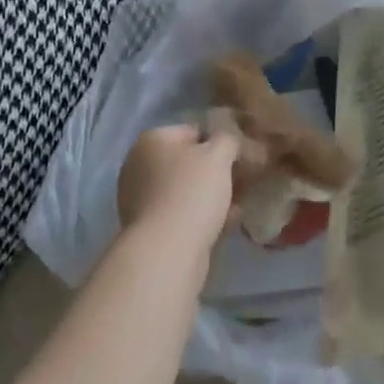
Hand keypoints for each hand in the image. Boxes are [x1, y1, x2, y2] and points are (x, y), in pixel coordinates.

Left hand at [116, 120, 239, 244]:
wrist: (166, 252)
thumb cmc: (191, 192)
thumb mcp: (218, 155)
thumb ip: (228, 139)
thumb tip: (230, 141)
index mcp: (151, 140)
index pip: (194, 131)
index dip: (222, 141)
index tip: (244, 156)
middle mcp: (139, 165)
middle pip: (188, 162)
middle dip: (217, 171)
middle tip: (245, 181)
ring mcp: (140, 198)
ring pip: (186, 190)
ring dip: (212, 195)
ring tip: (239, 205)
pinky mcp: (147, 228)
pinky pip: (181, 214)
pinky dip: (202, 216)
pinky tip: (226, 225)